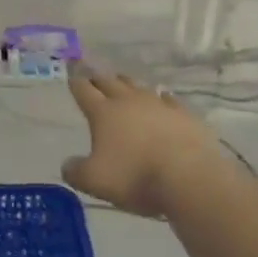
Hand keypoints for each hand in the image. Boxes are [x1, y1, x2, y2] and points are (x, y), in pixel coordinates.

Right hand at [62, 66, 220, 217]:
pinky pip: (169, 99)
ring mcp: (158, 104)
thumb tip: (68, 166)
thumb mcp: (95, 181)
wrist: (189, 178)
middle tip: (91, 75)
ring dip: (126, 83)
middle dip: (97, 78)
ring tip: (121, 81)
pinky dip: (161, 98)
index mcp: (103, 112)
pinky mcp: (184, 114)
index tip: (71, 76)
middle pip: (109, 81)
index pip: (83, 90)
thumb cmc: (136, 177)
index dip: (75, 83)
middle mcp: (128, 101)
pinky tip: (162, 98)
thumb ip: (76, 172)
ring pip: (137, 86)